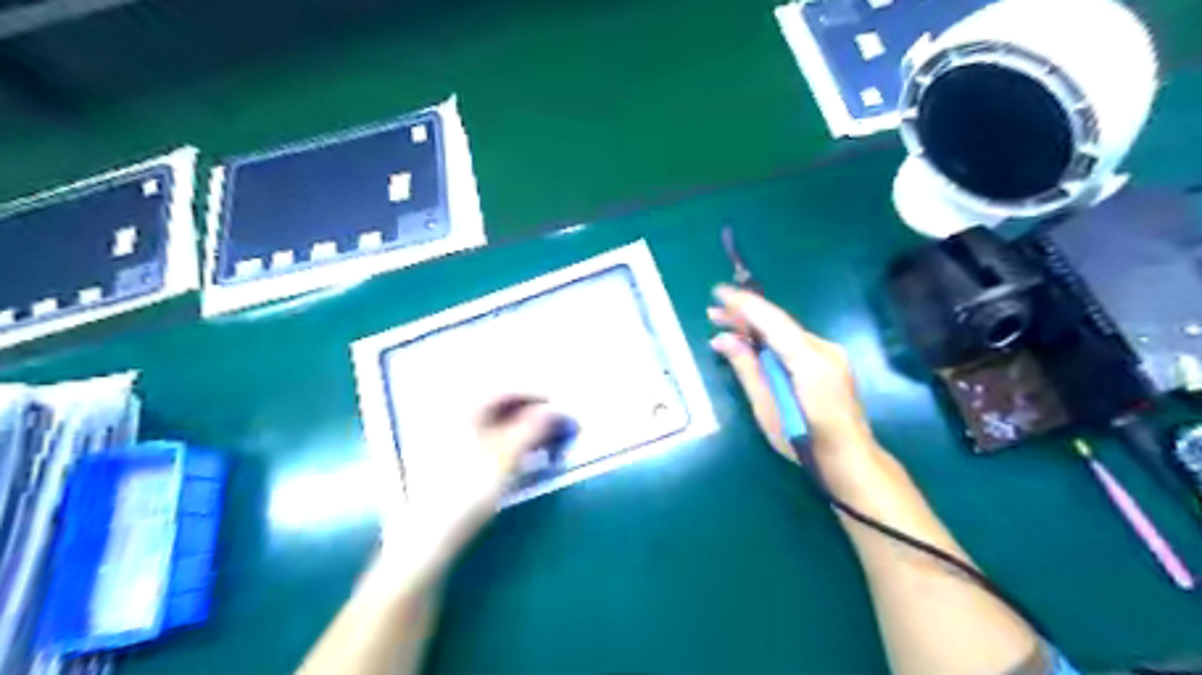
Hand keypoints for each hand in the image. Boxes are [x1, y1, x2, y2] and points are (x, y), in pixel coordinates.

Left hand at [376, 396, 559, 579]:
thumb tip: (555, 410)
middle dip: (524, 410)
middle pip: (492, 403)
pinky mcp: (438, 457)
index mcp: (462, 409)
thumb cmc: (468, 490)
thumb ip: (534, 428)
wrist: (427, 535)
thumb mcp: (508, 456)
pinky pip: (475, 435)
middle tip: (548, 422)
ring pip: (484, 421)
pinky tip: (509, 453)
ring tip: (534, 438)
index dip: (532, 394)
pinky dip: (497, 438)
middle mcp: (448, 415)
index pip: (501, 390)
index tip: (555, 404)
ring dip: (512, 424)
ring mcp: (440, 436)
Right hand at [706, 285, 879, 474]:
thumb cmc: (804, 441)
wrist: (850, 458)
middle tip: (713, 313)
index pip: (773, 323)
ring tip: (725, 325)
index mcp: (810, 362)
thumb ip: (747, 369)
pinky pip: (794, 342)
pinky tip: (752, 343)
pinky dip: (771, 339)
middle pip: (779, 323)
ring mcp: (831, 353)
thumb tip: (724, 339)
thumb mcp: (767, 409)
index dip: (745, 305)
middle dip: (745, 315)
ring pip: (786, 331)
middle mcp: (825, 349)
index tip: (719, 292)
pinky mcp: (830, 360)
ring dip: (756, 327)